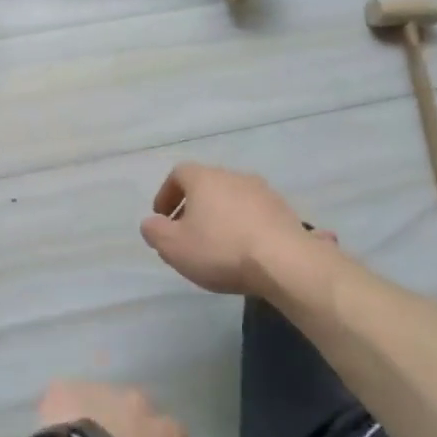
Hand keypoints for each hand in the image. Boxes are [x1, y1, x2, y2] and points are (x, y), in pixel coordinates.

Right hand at [139, 163, 305, 294]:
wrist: (285, 262)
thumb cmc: (220, 249)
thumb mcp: (173, 246)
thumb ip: (155, 231)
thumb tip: (151, 222)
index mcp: (204, 178)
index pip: (178, 173)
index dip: (166, 194)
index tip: (163, 217)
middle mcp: (234, 176)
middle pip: (207, 184)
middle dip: (194, 206)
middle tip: (187, 232)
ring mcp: (264, 192)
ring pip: (233, 198)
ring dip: (221, 215)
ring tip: (217, 244)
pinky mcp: (285, 212)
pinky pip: (256, 214)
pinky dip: (245, 226)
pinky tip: (245, 250)